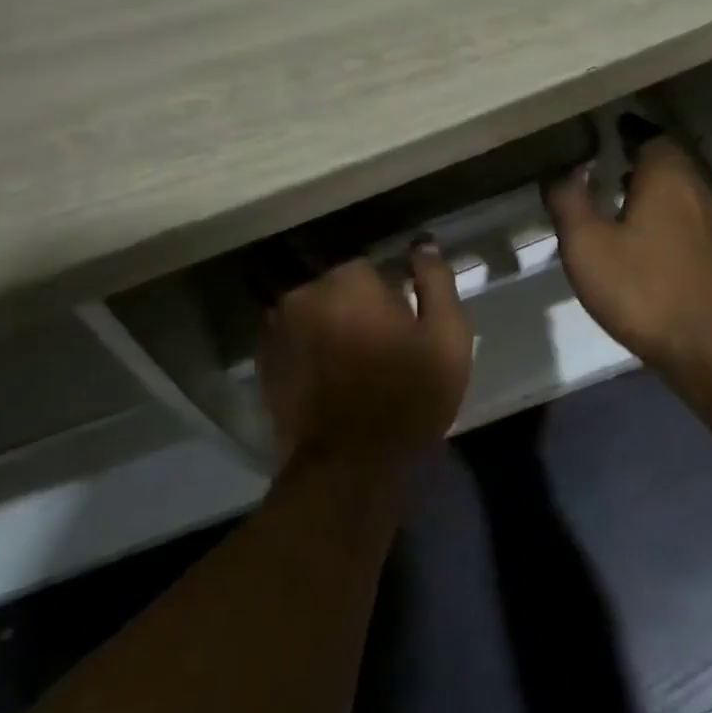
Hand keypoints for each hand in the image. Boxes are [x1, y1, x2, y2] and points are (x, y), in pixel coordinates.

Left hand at [258, 250, 473, 473]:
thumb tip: (422, 245)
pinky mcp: (265, 365)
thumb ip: (436, 282)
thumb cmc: (408, 397)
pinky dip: (309, 354)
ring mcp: (277, 331)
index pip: (369, 270)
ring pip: (312, 316)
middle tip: (379, 351)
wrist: (351, 467)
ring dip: (329, 330)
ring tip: (352, 369)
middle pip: (336, 291)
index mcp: (347, 282)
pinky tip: (328, 383)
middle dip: (355, 311)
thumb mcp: (446, 337)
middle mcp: (303, 295)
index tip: (401, 330)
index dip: (389, 299)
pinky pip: (294, 344)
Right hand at [544, 136, 711, 368]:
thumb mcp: (587, 245)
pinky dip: (661, 215)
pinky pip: (683, 217)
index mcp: (666, 177)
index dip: (625, 132)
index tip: (600, 134)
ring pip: (677, 190)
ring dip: (649, 188)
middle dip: (636, 158)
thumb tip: (562, 172)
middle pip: (666, 161)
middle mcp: (695, 189)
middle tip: (601, 163)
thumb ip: (569, 202)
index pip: (649, 135)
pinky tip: (639, 237)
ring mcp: (711, 222)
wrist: (706, 345)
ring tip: (615, 198)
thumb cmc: (641, 288)